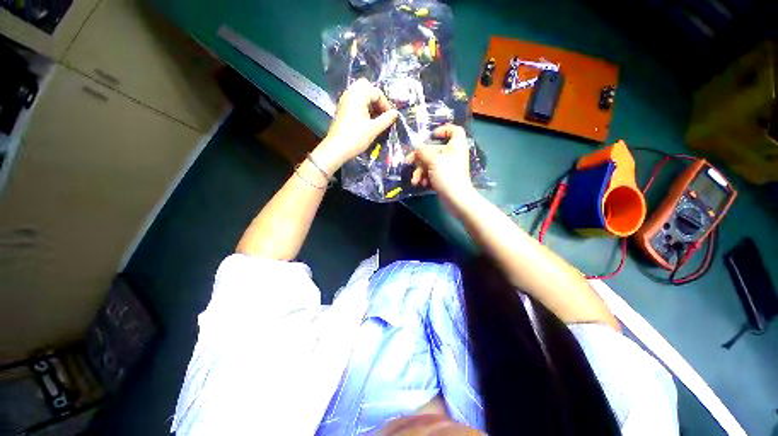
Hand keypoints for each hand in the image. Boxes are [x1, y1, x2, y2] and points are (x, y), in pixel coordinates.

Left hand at [315, 78, 397, 171]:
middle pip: (366, 87)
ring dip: (370, 103)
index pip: (376, 92)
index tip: (390, 117)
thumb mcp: (374, 129)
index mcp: (358, 95)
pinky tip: (367, 120)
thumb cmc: (356, 138)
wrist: (336, 148)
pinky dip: (363, 107)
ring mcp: (344, 101)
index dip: (385, 104)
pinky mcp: (341, 109)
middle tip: (382, 112)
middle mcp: (350, 93)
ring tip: (376, 118)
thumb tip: (395, 113)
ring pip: (360, 94)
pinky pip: (354, 101)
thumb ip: (386, 119)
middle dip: (376, 98)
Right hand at [407, 125, 477, 211]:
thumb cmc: (447, 175)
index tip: (432, 136)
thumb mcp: (433, 160)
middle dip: (420, 158)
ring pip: (430, 164)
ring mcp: (448, 167)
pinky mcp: (444, 178)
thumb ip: (422, 152)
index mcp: (456, 145)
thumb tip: (416, 148)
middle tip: (408, 162)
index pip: (454, 130)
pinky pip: (432, 174)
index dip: (444, 129)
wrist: (456, 198)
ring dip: (420, 171)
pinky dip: (425, 178)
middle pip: (434, 150)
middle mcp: (453, 154)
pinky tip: (421, 184)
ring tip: (415, 180)